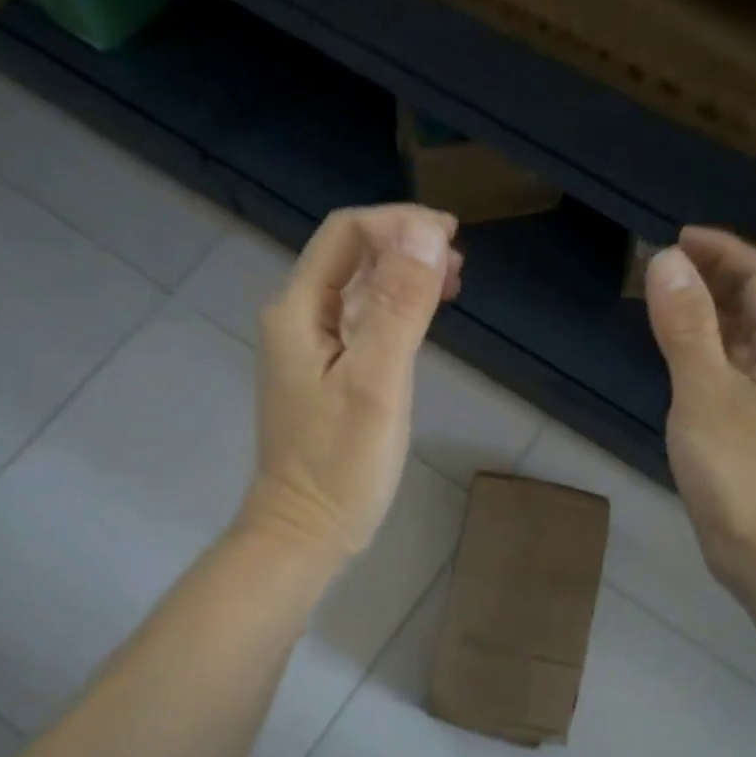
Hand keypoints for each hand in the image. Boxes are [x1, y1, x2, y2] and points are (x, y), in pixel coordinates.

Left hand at [240, 204, 461, 565]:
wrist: (304, 532)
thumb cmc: (340, 465)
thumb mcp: (376, 383)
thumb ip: (399, 307)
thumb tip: (426, 235)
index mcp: (298, 310)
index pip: (346, 234)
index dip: (399, 224)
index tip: (451, 238)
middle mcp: (296, 320)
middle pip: (349, 256)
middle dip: (403, 245)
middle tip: (458, 261)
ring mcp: (309, 350)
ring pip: (356, 289)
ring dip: (402, 276)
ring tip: (451, 282)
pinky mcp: (325, 376)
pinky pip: (360, 323)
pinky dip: (395, 310)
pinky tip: (422, 320)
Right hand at [644, 226, 755, 598]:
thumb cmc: (741, 472)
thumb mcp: (704, 393)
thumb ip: (686, 326)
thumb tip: (666, 260)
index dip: (723, 250)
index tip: (677, 239)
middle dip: (714, 278)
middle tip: (663, 270)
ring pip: (744, 340)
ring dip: (709, 314)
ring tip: (665, 305)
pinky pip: (733, 371)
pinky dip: (706, 352)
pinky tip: (681, 362)